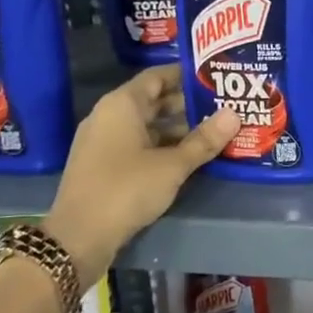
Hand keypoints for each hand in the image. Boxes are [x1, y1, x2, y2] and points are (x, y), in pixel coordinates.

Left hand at [43, 66, 239, 267]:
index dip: (186, 75)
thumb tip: (234, 114)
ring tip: (214, 131)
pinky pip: (139, 144)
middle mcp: (110, 116)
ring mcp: (104, 141)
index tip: (215, 77)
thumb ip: (204, 140)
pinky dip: (163, 146)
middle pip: (153, 100)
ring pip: (147, 125)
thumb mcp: (172, 165)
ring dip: (178, 128)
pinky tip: (189, 156)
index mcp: (122, 105)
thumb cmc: (126, 189)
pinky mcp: (104, 165)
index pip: (157, 76)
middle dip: (188, 104)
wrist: (78, 237)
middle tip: (224, 106)